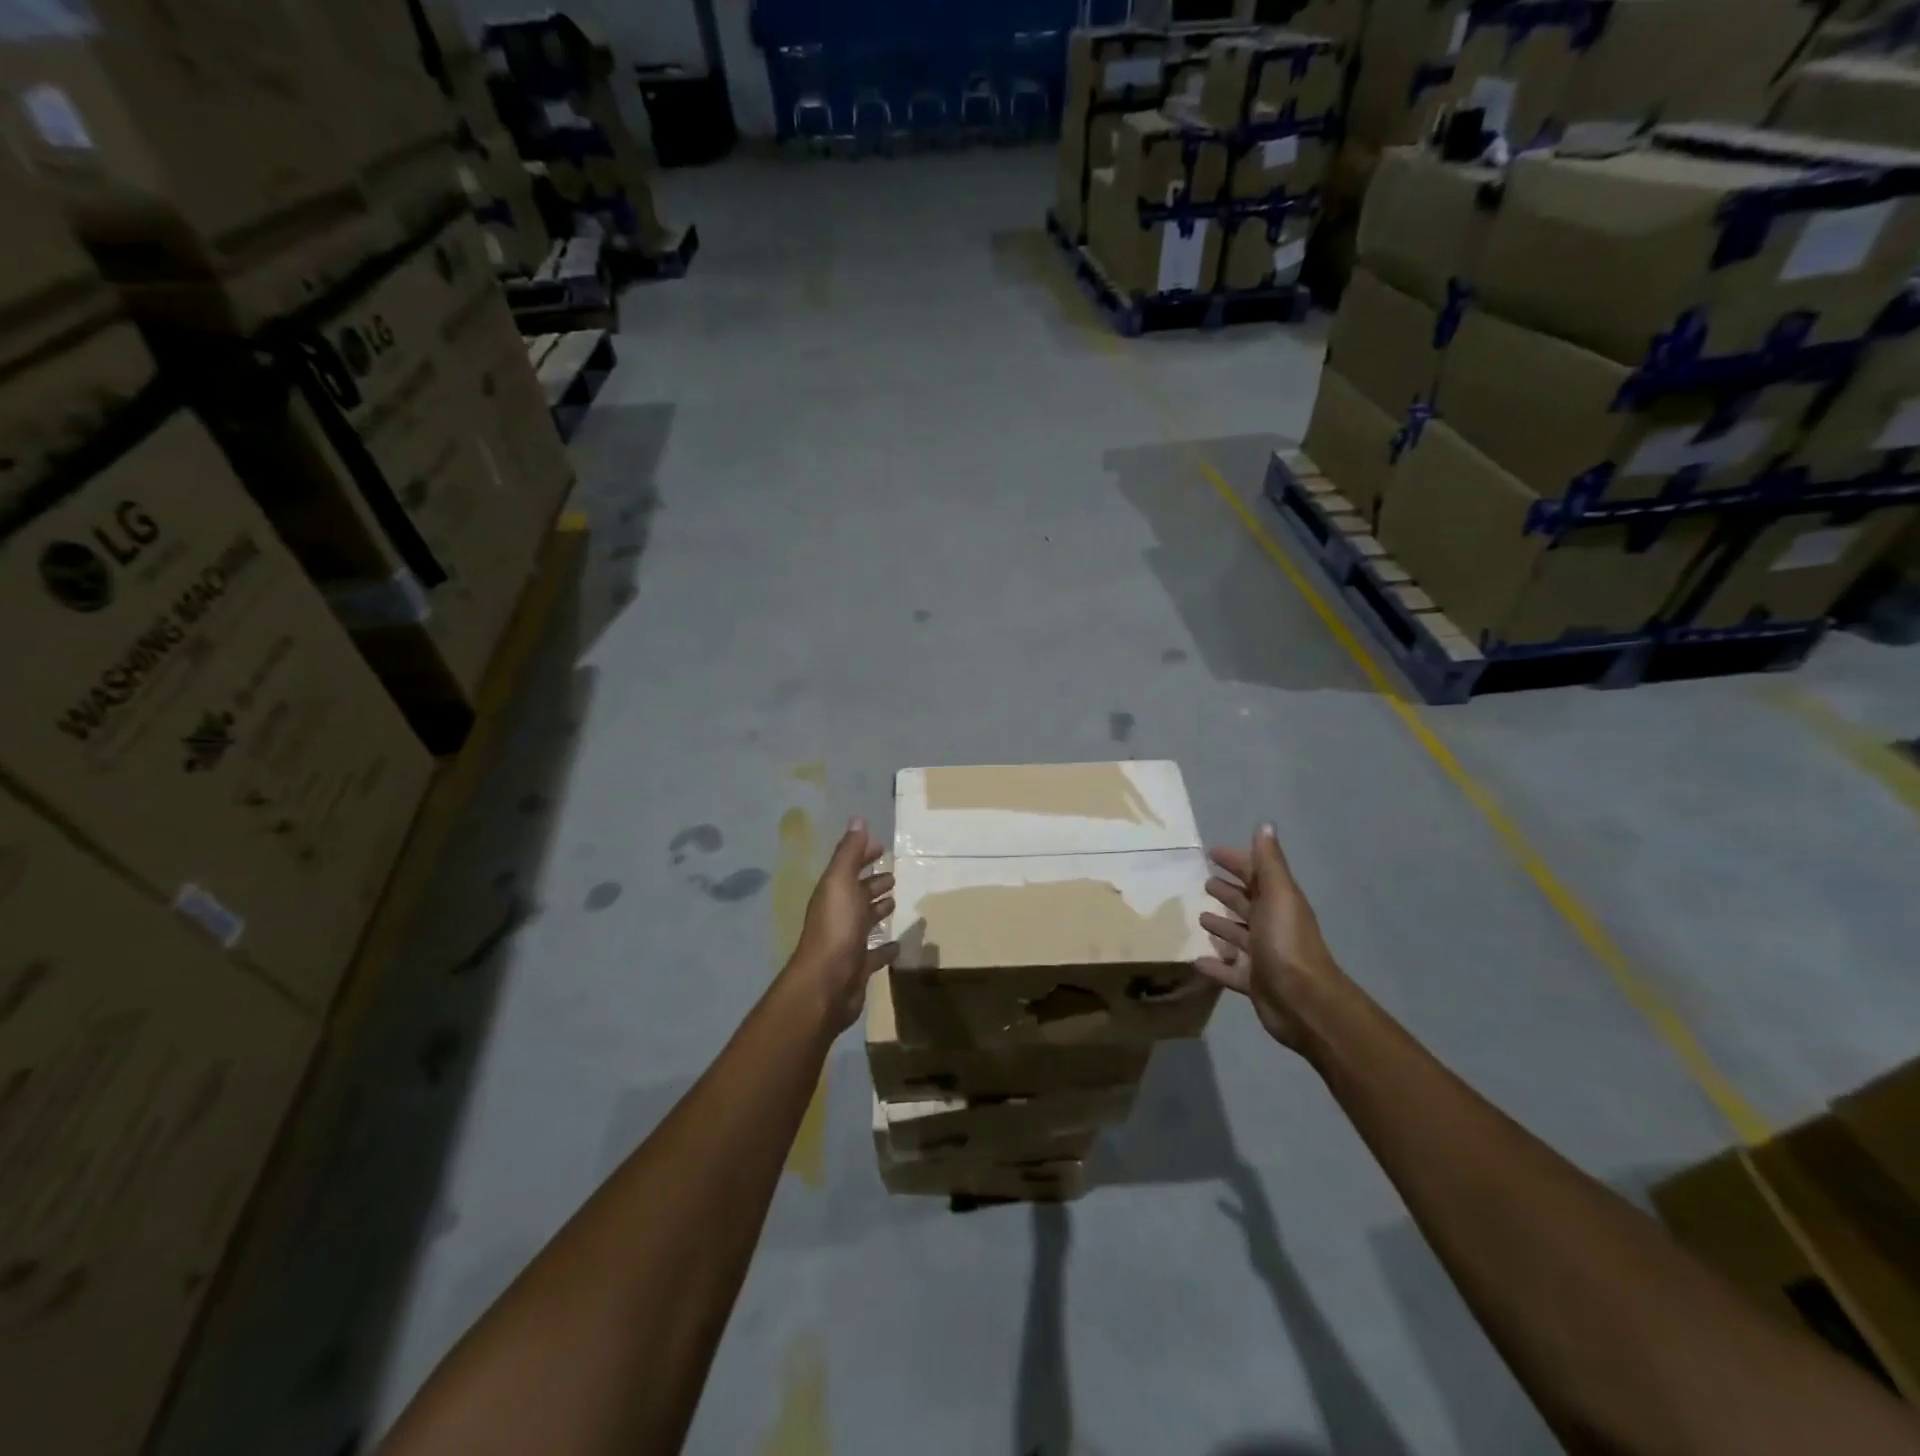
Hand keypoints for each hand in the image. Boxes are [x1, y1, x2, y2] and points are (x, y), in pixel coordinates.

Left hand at [787, 818, 897, 1031]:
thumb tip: (857, 819)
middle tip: (892, 875)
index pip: (849, 867)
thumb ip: (849, 852)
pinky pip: (875, 953)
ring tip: (895, 902)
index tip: (882, 846)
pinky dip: (885, 947)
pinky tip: (898, 944)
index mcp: (833, 893)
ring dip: (878, 910)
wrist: (826, 984)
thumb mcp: (841, 882)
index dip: (863, 855)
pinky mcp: (859, 966)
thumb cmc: (836, 927)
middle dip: (872, 882)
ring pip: (865, 920)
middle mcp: (838, 915)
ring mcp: (848, 942)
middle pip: (857, 893)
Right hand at [1195, 824, 1343, 1051]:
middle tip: (1204, 882)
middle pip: (1247, 902)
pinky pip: (1230, 971)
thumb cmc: (1287, 942)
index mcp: (1278, 902)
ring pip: (1239, 935)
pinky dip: (1215, 965)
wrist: (1304, 1001)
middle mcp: (1272, 925)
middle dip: (1228, 890)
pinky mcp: (1254, 982)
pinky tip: (1196, 961)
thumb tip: (1265, 824)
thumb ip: (1269, 862)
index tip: (1211, 852)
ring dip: (1222, 924)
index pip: (1255, 874)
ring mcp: (1264, 955)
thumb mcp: (1279, 895)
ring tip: (1200, 917)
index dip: (1236, 861)